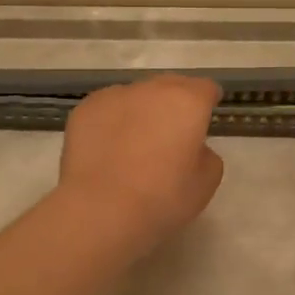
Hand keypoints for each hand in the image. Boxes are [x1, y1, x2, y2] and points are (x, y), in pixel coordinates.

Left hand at [58, 76, 224, 242]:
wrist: (100, 209)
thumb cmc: (162, 198)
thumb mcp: (206, 183)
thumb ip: (206, 155)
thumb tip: (191, 146)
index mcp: (187, 102)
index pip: (205, 88)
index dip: (207, 101)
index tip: (205, 116)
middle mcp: (152, 89)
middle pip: (171, 85)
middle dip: (175, 103)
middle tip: (172, 132)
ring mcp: (115, 96)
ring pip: (137, 96)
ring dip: (142, 111)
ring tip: (135, 142)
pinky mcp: (86, 109)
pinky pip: (108, 108)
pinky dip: (113, 121)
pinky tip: (108, 148)